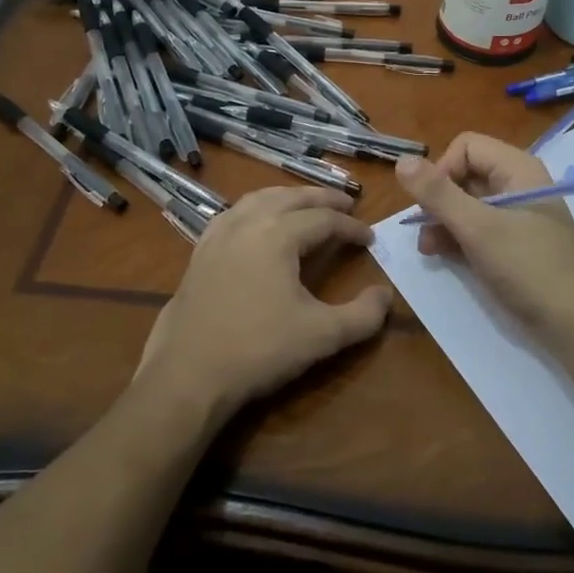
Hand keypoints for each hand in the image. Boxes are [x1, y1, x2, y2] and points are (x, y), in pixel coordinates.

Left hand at [136, 187, 391, 423]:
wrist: (188, 375)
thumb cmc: (259, 350)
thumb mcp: (322, 336)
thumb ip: (363, 315)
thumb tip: (385, 295)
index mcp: (278, 234)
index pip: (324, 220)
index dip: (352, 228)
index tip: (371, 239)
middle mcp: (248, 222)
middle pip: (292, 197)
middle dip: (323, 199)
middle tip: (347, 205)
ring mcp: (219, 234)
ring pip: (260, 198)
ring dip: (289, 197)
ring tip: (307, 205)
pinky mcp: (200, 251)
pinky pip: (233, 213)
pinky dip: (256, 208)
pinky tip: (257, 222)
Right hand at [396, 133, 573, 339]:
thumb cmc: (527, 267)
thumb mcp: (477, 228)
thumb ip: (438, 194)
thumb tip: (401, 160)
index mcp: (517, 169)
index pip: (466, 146)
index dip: (442, 169)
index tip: (429, 204)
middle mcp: (518, 184)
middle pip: (465, 173)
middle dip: (439, 199)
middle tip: (423, 230)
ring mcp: (518, 215)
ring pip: (468, 203)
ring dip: (443, 221)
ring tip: (428, 249)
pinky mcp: (514, 243)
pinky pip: (478, 227)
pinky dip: (458, 236)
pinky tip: (442, 255)